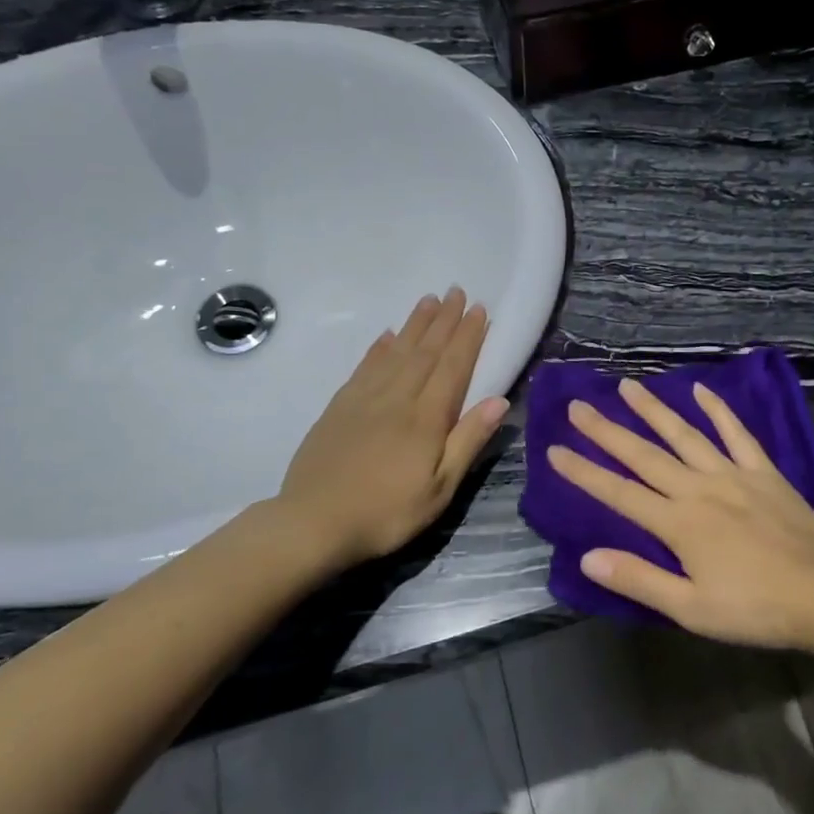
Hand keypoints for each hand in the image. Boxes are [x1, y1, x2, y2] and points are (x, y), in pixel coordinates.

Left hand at [278, 289, 508, 567]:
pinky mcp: (339, 407)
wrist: (313, 522)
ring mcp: (364, 399)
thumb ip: (467, 441)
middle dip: (445, 320)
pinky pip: (365, 367)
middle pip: (426, 351)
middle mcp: (397, 398)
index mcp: (426, 418)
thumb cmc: (387, 513)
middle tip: (457, 291)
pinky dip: (380, 348)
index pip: (453, 366)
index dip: (468, 336)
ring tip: (429, 300)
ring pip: (396, 352)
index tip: (479, 309)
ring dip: (415, 324)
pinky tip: (387, 336)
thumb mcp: (440, 489)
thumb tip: (499, 400)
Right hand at [547, 379, 813, 650]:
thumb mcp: (691, 608)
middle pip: (644, 455)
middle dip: (607, 431)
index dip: (584, 472)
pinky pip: (737, 434)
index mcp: (678, 523)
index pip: (619, 493)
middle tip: (578, 405)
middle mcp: (698, 489)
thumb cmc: (755, 608)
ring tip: (627, 387)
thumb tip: (587, 557)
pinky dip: (718, 411)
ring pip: (684, 435)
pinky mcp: (764, 472)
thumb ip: (639, 579)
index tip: (554, 450)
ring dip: (653, 410)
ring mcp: (733, 475)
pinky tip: (701, 390)